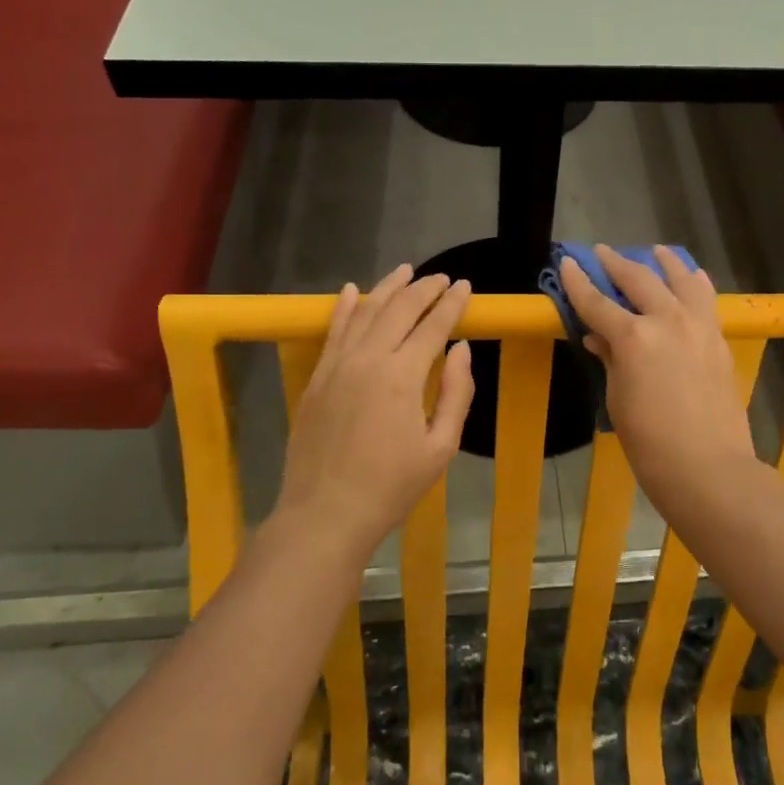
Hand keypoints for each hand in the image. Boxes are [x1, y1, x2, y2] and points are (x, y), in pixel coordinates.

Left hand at [274, 265, 474, 557]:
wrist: (326, 513)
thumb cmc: (392, 486)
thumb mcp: (440, 447)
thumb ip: (456, 393)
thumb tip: (461, 349)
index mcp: (403, 376)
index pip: (433, 326)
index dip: (452, 304)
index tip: (466, 286)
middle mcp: (368, 359)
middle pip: (399, 310)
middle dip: (424, 289)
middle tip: (441, 278)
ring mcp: (337, 366)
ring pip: (364, 312)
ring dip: (387, 289)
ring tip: (405, 271)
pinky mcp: (317, 378)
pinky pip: (333, 331)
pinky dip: (344, 307)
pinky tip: (351, 290)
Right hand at [558, 246, 758, 515]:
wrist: (708, 466)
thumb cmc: (649, 442)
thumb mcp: (617, 399)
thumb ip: (610, 360)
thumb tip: (600, 339)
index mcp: (633, 337)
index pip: (597, 301)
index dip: (578, 282)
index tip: (568, 262)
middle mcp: (667, 320)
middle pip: (639, 280)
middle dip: (617, 263)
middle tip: (602, 252)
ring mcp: (698, 327)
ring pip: (681, 280)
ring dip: (665, 262)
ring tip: (656, 251)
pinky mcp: (718, 340)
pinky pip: (706, 300)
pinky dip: (695, 284)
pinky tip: (693, 278)